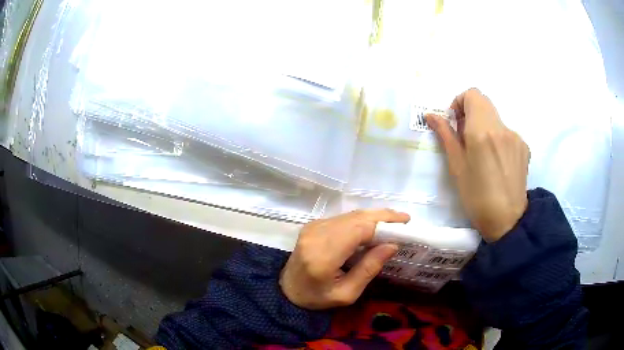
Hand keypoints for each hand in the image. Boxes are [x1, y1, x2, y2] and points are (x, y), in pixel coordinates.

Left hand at [280, 209, 409, 309]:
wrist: (287, 290)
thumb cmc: (317, 298)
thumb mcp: (346, 294)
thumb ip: (369, 269)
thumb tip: (392, 245)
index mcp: (323, 255)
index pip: (358, 230)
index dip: (383, 223)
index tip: (405, 224)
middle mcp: (316, 235)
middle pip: (355, 217)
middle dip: (382, 216)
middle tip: (404, 219)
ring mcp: (313, 227)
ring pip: (350, 215)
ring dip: (373, 216)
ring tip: (394, 221)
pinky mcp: (313, 225)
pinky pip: (342, 218)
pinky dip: (361, 220)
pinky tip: (374, 226)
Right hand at [427, 88, 529, 241]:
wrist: (507, 220)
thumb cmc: (476, 197)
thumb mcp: (456, 167)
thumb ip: (445, 135)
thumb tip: (431, 115)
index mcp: (482, 130)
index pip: (472, 94)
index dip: (460, 102)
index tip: (456, 123)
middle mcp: (502, 127)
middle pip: (484, 104)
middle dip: (471, 115)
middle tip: (465, 139)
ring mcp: (516, 137)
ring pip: (496, 120)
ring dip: (485, 129)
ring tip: (483, 157)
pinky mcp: (524, 147)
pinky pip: (507, 134)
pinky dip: (498, 140)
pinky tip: (497, 164)